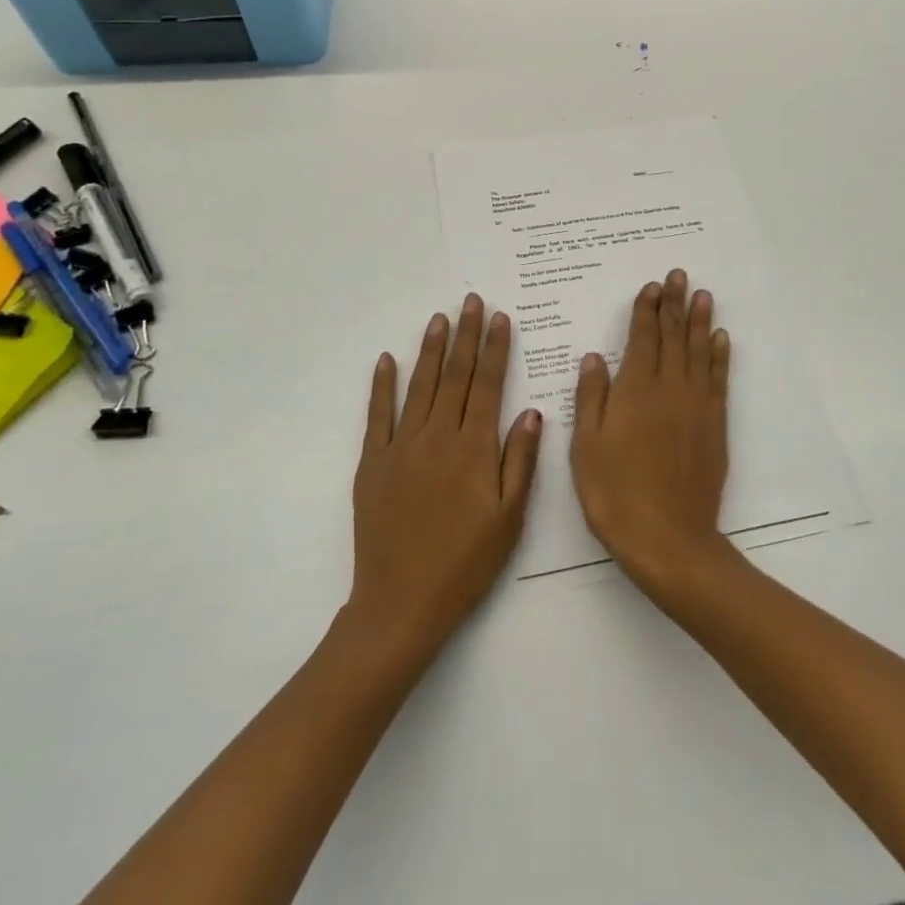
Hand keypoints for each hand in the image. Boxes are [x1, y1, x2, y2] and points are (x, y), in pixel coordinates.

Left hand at [348, 295, 542, 657]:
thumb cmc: (466, 563)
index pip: (489, 385)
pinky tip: (388, 360)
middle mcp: (438, 437)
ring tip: (439, 318)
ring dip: (431, 349)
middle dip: (465, 335)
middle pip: (456, 376)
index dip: (495, 349)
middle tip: (470, 300)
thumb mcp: (509, 518)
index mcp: (474, 448)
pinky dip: (382, 385)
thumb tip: (531, 412)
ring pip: (420, 386)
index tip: (499, 318)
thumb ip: (520, 460)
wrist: (401, 603)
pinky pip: (378, 415)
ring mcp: (402, 447)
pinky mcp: (373, 463)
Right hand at [571, 269, 733, 592]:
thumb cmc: (615, 493)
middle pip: (673, 337)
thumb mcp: (585, 446)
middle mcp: (669, 389)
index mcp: (635, 391)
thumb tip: (594, 356)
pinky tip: (720, 339)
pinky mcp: (714, 425)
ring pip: (699, 351)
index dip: (647, 310)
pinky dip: (719, 356)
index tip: (653, 285)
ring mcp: (696, 405)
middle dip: (675, 303)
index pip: (643, 338)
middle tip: (680, 275)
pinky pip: (718, 380)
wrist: (668, 538)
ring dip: (700, 321)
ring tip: (703, 294)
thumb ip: (591, 397)